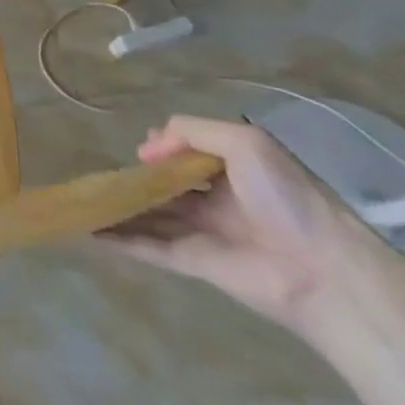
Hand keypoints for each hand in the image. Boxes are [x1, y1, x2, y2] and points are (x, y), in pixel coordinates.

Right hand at [98, 115, 384, 333]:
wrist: (323, 272)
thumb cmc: (287, 198)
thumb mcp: (244, 143)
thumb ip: (192, 132)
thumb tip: (149, 148)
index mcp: (235, 170)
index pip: (189, 155)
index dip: (163, 148)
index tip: (142, 150)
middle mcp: (218, 200)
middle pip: (167, 187)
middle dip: (136, 180)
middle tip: (98, 174)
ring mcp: (204, 233)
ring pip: (153, 216)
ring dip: (121, 209)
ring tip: (82, 200)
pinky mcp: (195, 264)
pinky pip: (151, 247)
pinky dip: (121, 240)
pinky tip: (90, 230)